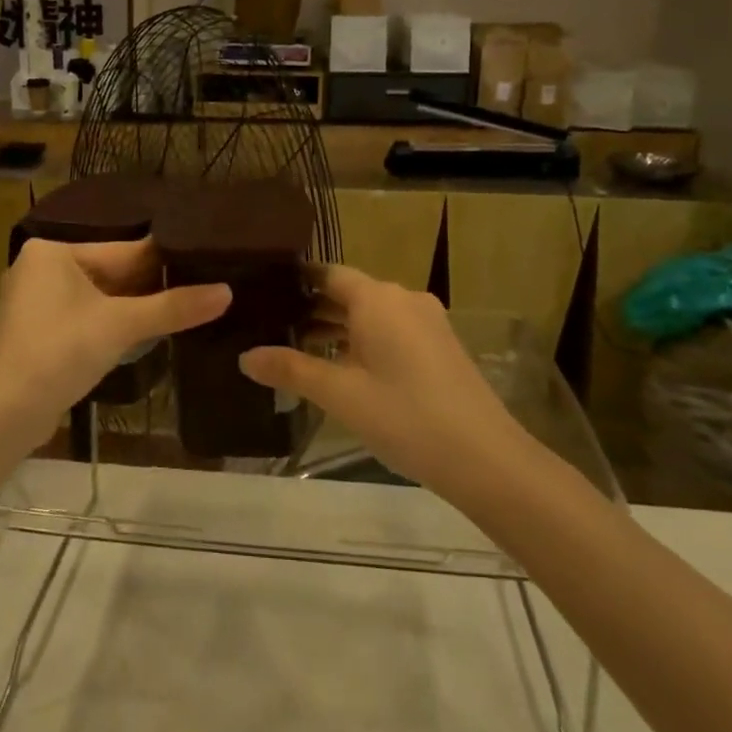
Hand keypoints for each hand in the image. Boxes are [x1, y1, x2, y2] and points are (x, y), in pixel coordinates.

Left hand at [0, 238, 229, 451]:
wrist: (4, 414)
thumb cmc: (59, 352)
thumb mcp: (121, 326)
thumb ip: (173, 307)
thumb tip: (227, 292)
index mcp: (53, 252)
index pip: (121, 250)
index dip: (164, 260)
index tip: (204, 260)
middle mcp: (40, 269)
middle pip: (111, 273)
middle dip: (151, 286)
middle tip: (203, 285)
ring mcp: (35, 303)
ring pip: (99, 298)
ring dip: (135, 308)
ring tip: (185, 307)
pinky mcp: (37, 334)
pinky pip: (86, 318)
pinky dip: (113, 324)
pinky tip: (146, 332)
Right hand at [239, 264, 523, 495]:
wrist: (486, 458)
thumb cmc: (405, 416)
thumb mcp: (340, 394)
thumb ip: (291, 369)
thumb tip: (245, 357)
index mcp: (378, 299)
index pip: (327, 274)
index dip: (295, 281)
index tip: (261, 292)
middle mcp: (403, 299)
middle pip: (348, 293)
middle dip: (310, 309)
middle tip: (268, 326)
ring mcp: (427, 322)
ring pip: (370, 314)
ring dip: (336, 328)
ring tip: (295, 349)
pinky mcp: (439, 346)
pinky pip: (390, 331)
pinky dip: (362, 341)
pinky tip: (341, 368)